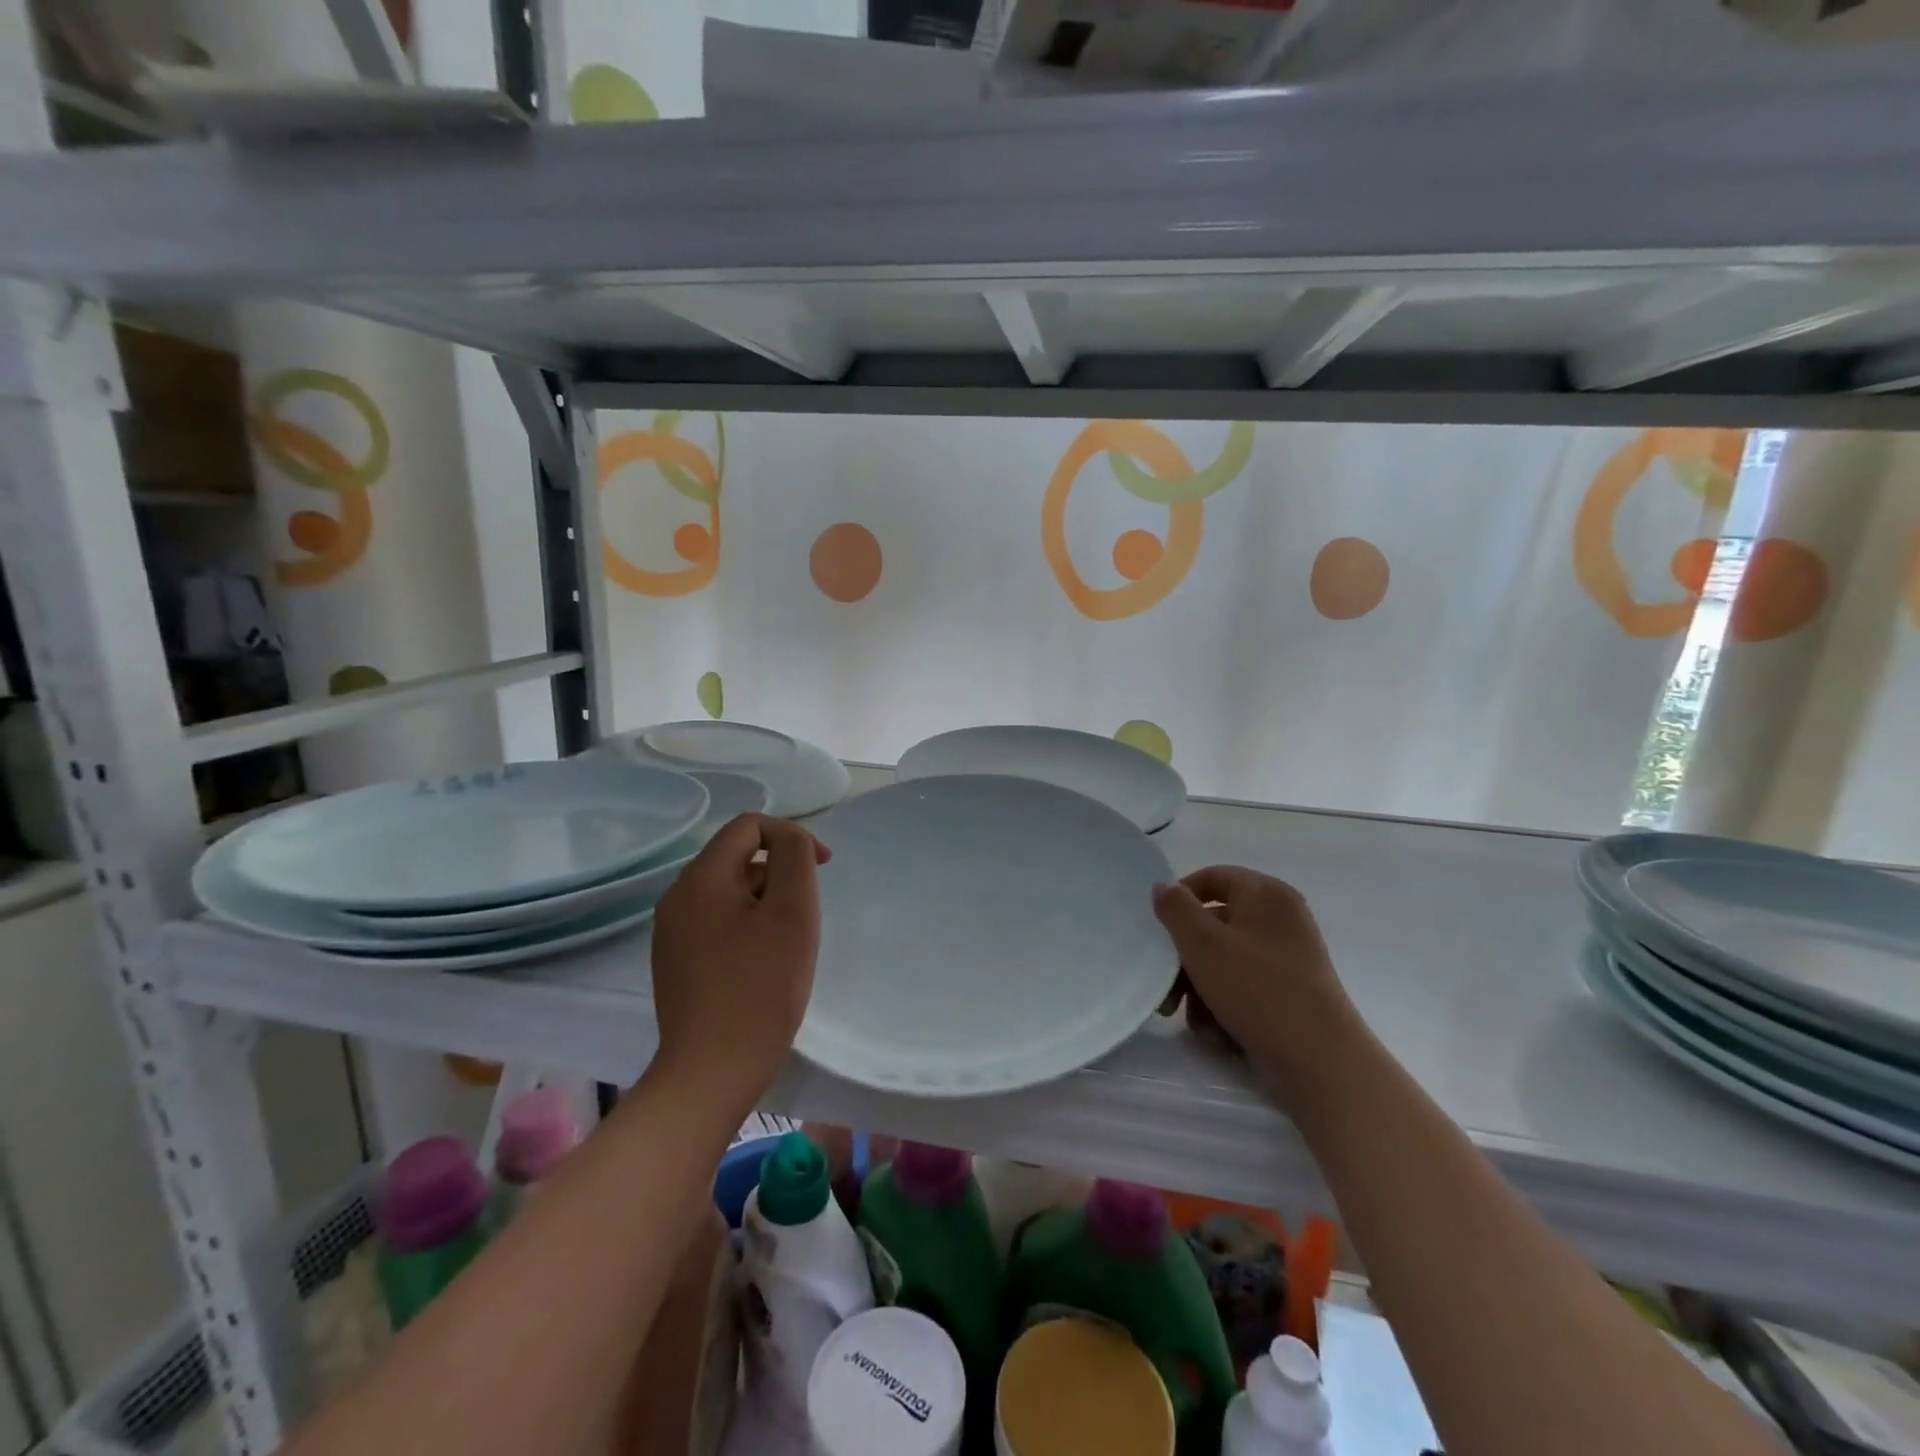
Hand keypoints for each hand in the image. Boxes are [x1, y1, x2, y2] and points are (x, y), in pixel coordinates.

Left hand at [650, 814, 830, 1118]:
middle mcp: (677, 898)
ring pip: (730, 892)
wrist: (712, 1073)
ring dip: (766, 903)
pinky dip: (748, 928)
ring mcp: (671, 933)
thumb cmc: (760, 988)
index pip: (748, 826)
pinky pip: (718, 922)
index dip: (792, 836)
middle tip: (803, 919)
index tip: (823, 869)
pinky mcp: (676, 962)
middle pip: (738, 858)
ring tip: (786, 946)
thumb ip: (794, 859)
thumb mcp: (792, 913)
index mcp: (700, 879)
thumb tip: (789, 841)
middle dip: (780, 875)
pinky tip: (763, 966)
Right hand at [1153, 867, 1366, 1104]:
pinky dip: (1225, 1004)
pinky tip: (1218, 1033)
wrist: (1319, 1060)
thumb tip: (1164, 886)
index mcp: (1265, 894)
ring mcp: (1288, 956)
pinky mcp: (1290, 991)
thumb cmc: (1256, 989)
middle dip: (1184, 959)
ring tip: (1194, 1020)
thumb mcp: (1203, 944)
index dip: (1179, 898)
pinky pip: (1245, 985)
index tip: (1158, 929)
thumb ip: (1176, 909)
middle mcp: (1280, 918)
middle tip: (1167, 990)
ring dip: (1200, 988)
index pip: (1212, 877)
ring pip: (1225, 959)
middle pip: (1215, 924)